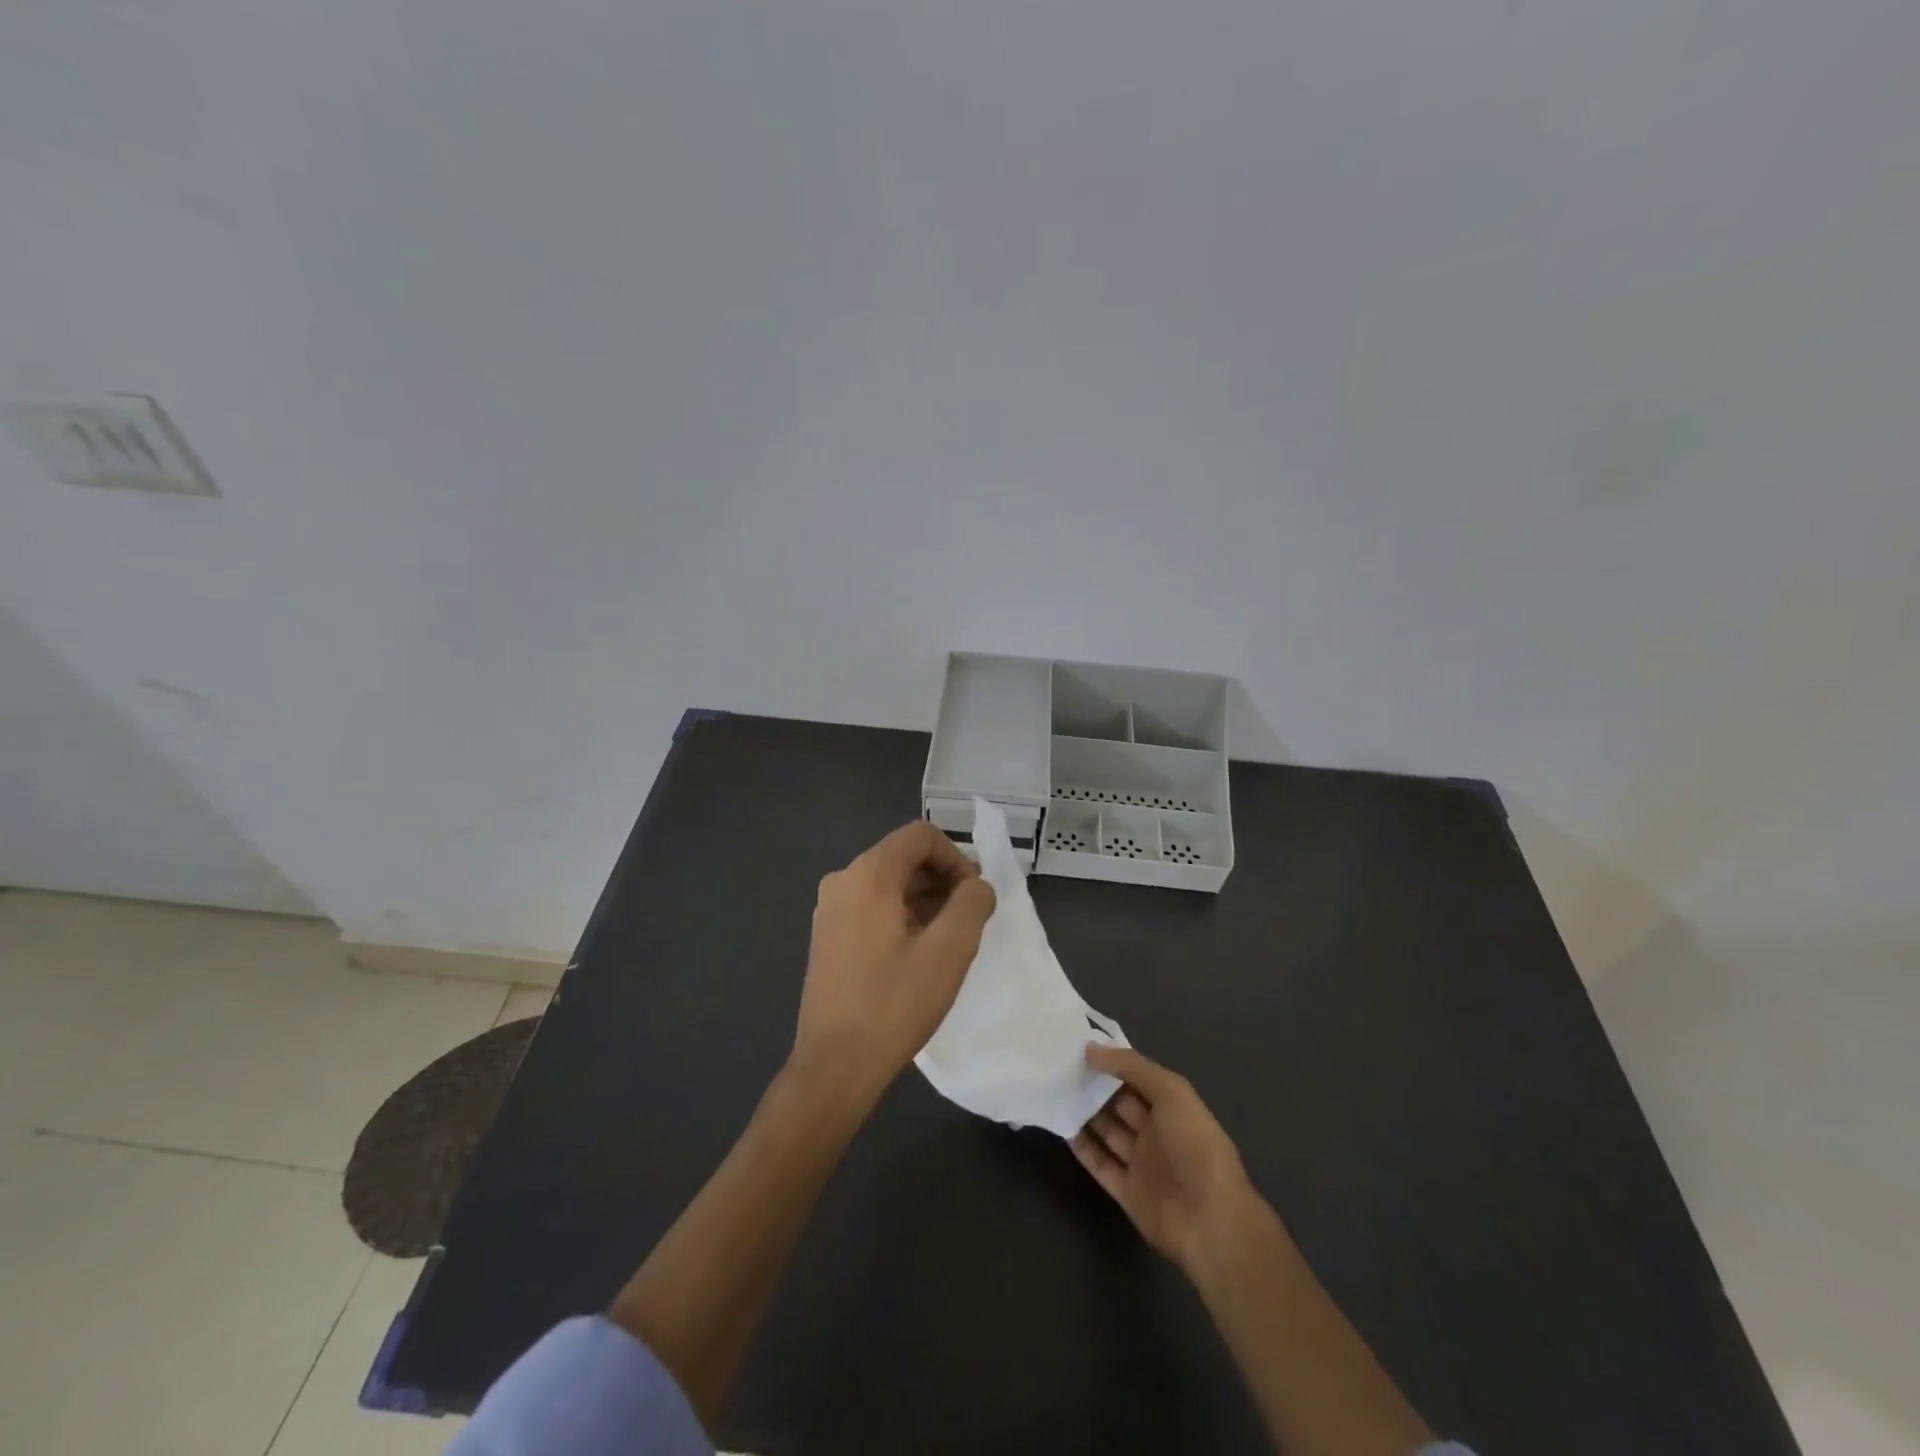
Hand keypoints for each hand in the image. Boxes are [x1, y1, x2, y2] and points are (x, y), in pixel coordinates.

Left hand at [792, 820, 995, 1108]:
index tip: (975, 895)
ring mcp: (830, 909)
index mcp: (868, 874)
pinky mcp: (828, 935)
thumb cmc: (894, 1004)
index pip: (921, 836)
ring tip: (950, 938)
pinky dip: (902, 914)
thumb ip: (972, 904)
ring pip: (888, 883)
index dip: (956, 857)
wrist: (835, 1065)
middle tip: (970, 917)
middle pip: (903, 856)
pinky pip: (872, 906)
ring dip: (925, 898)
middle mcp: (843, 880)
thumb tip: (977, 886)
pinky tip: (920, 952)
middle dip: (943, 878)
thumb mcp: (949, 951)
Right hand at [1073, 1043, 1259, 1272]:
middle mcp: (1156, 1132)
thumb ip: (1131, 1066)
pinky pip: (1100, 1165)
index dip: (1112, 1062)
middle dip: (1094, 1086)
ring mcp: (1141, 1164)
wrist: (1209, 1219)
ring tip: (1055, 1091)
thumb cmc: (1194, 1145)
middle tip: (1060, 1067)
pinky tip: (1062, 1128)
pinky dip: (1083, 1148)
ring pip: (1107, 1132)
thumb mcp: (1170, 1092)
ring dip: (1085, 1114)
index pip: (1137, 1077)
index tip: (1080, 1046)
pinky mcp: (1127, 1192)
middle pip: (1119, 1104)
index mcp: (1172, 1107)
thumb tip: (1091, 1048)